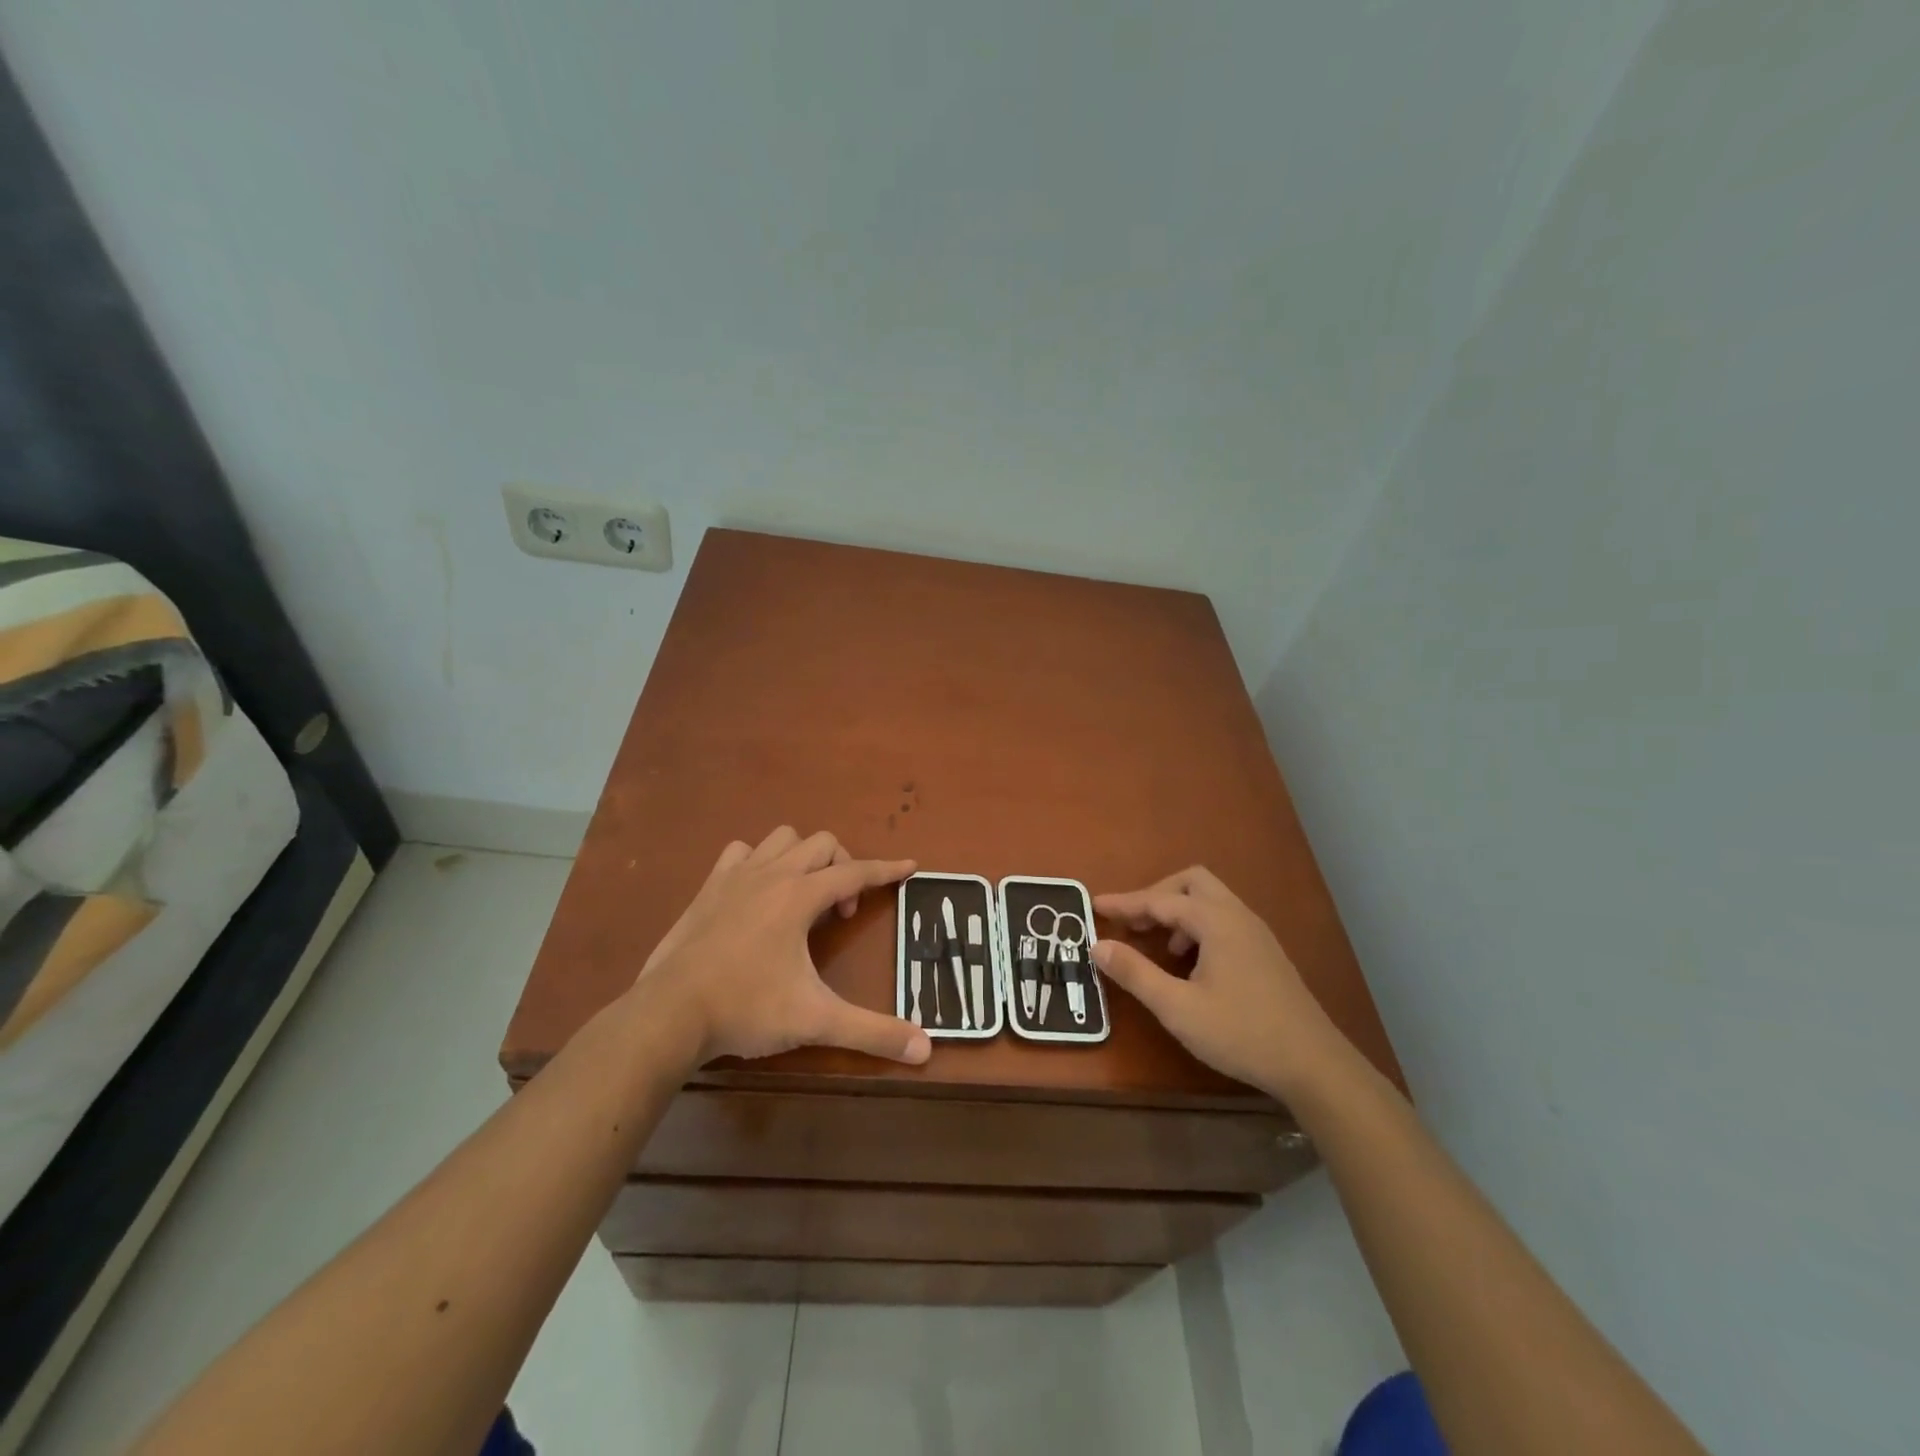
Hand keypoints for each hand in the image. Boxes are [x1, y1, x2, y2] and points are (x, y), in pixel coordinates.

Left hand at [632, 827, 930, 1068]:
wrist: (669, 1013)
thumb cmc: (746, 1009)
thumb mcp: (815, 1020)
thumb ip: (872, 1032)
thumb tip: (925, 1049)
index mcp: (800, 896)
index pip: (856, 872)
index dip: (887, 869)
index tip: (910, 866)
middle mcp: (772, 874)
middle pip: (822, 844)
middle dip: (844, 867)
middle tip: (842, 912)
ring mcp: (735, 877)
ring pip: (782, 839)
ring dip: (803, 857)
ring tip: (805, 896)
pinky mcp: (708, 888)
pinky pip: (740, 853)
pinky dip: (758, 861)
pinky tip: (758, 891)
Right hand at [1093, 866, 1349, 1099]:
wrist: (1314, 1065)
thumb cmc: (1241, 1033)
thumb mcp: (1177, 1008)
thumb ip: (1136, 973)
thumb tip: (1098, 946)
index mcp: (1216, 922)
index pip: (1160, 900)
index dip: (1125, 903)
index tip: (1094, 906)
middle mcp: (1238, 916)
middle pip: (1191, 883)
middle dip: (1157, 895)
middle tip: (1134, 923)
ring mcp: (1257, 933)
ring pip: (1211, 900)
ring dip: (1179, 911)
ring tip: (1160, 946)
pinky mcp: (1266, 953)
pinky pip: (1224, 919)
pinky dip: (1199, 926)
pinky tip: (1191, 963)